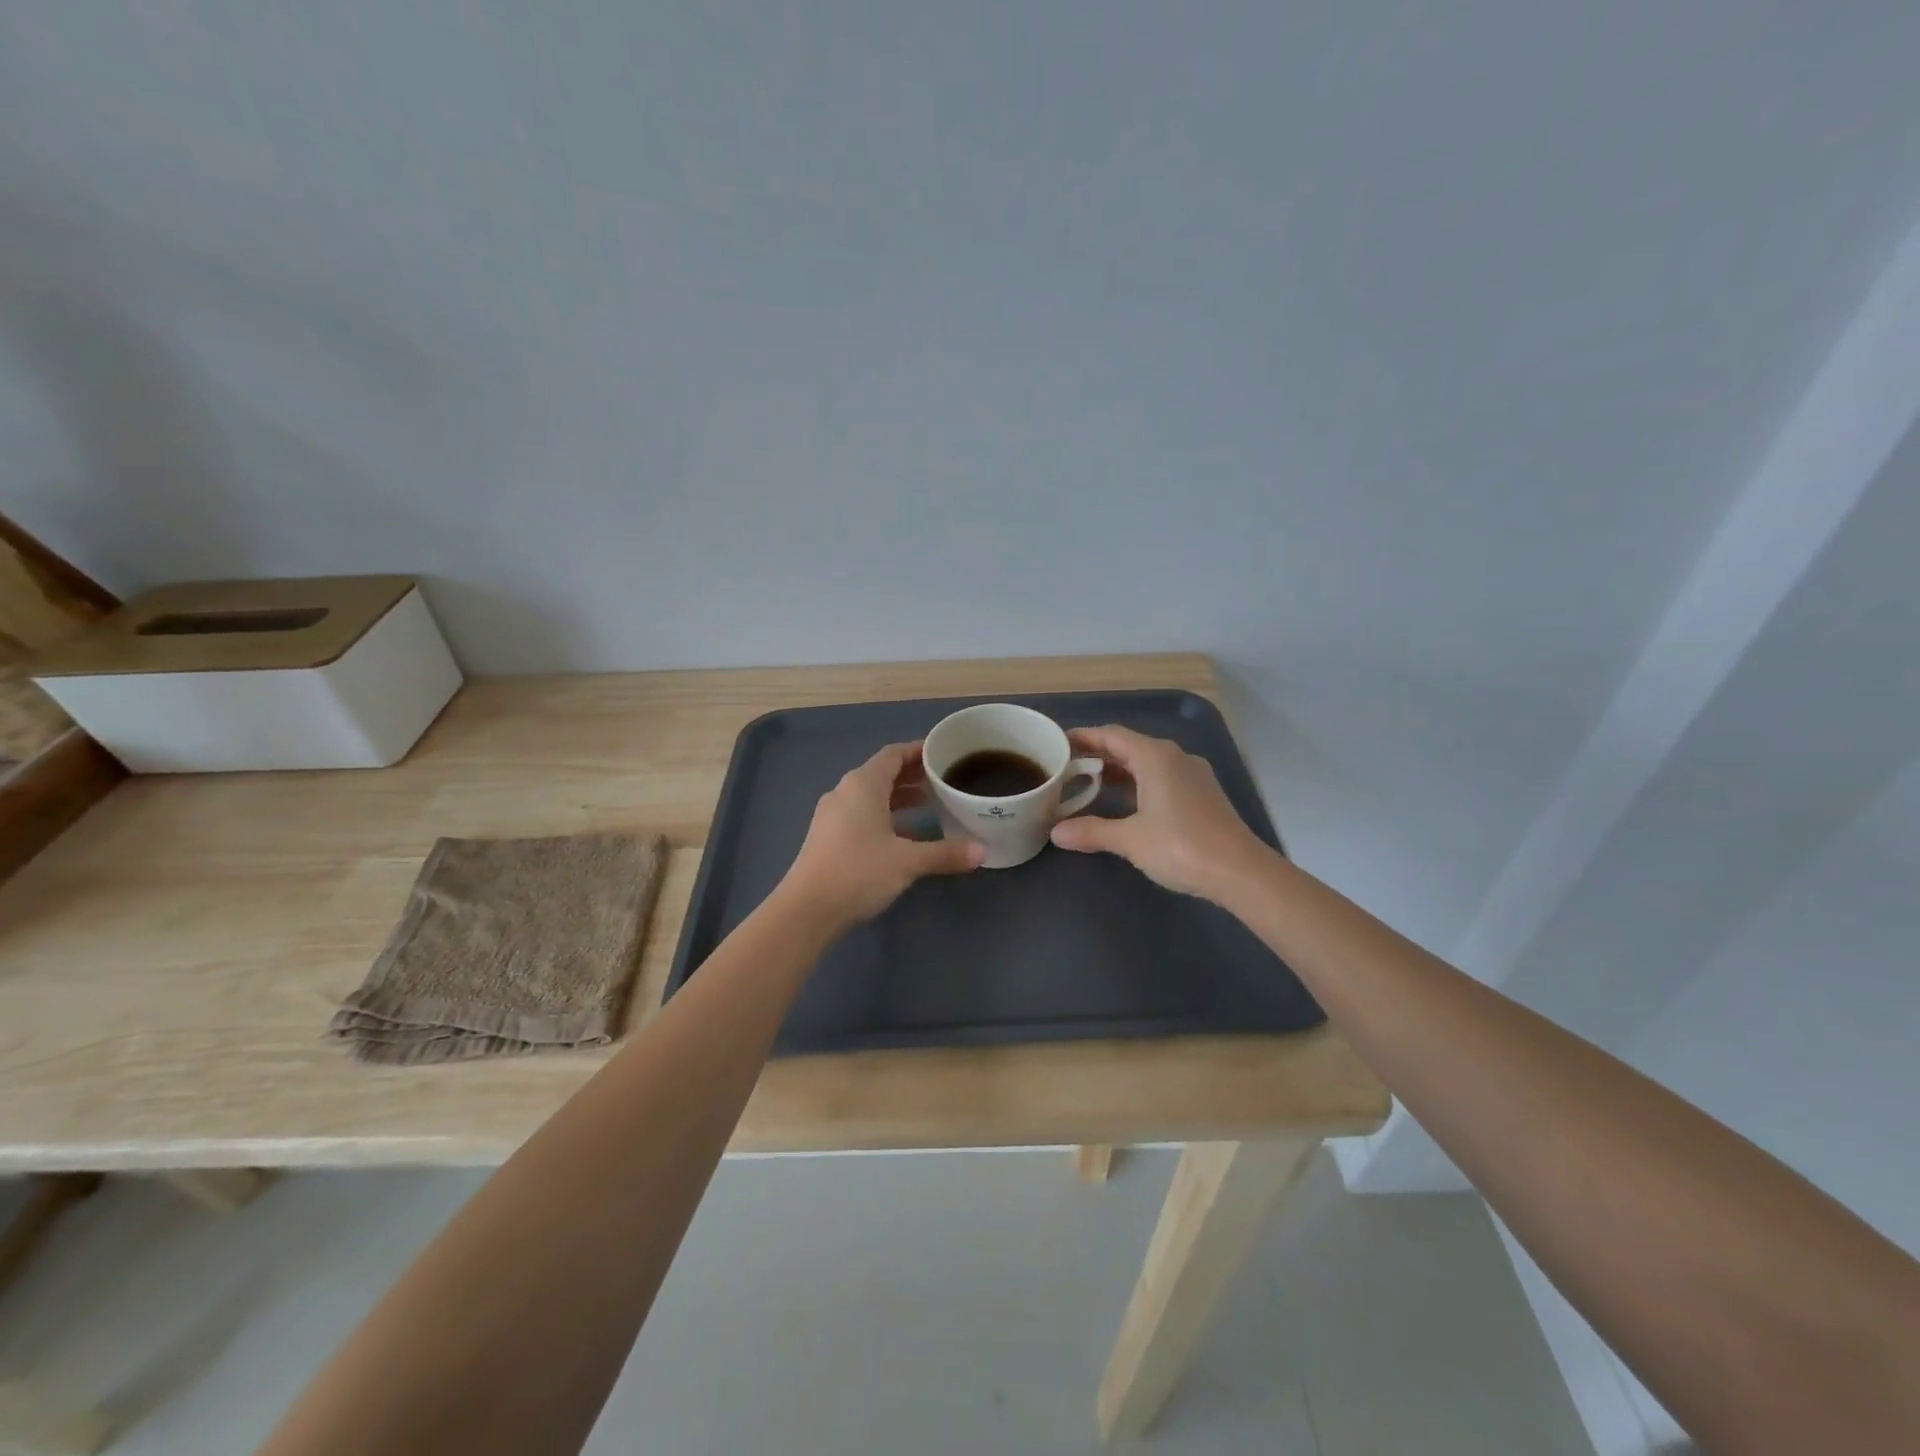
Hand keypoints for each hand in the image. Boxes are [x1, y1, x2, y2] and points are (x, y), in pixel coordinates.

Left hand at [779, 741, 985, 929]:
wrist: (807, 910)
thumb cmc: (858, 872)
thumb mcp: (908, 861)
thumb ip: (946, 853)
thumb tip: (983, 851)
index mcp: (863, 784)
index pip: (893, 754)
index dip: (918, 751)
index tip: (943, 755)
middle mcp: (845, 792)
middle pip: (883, 773)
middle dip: (913, 775)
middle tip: (944, 780)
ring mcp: (833, 815)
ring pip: (872, 796)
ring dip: (899, 797)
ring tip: (930, 804)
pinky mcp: (829, 837)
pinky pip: (862, 814)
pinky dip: (885, 815)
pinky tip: (905, 835)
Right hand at [1049, 725, 1270, 899]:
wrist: (1241, 872)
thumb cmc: (1181, 846)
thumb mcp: (1130, 839)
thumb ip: (1092, 831)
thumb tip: (1056, 832)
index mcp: (1156, 757)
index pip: (1112, 735)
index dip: (1084, 737)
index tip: (1058, 743)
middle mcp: (1175, 758)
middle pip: (1129, 747)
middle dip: (1098, 755)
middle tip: (1067, 767)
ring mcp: (1192, 776)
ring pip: (1147, 764)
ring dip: (1118, 771)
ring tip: (1088, 785)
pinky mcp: (1202, 795)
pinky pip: (1162, 778)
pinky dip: (1138, 784)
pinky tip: (1125, 803)